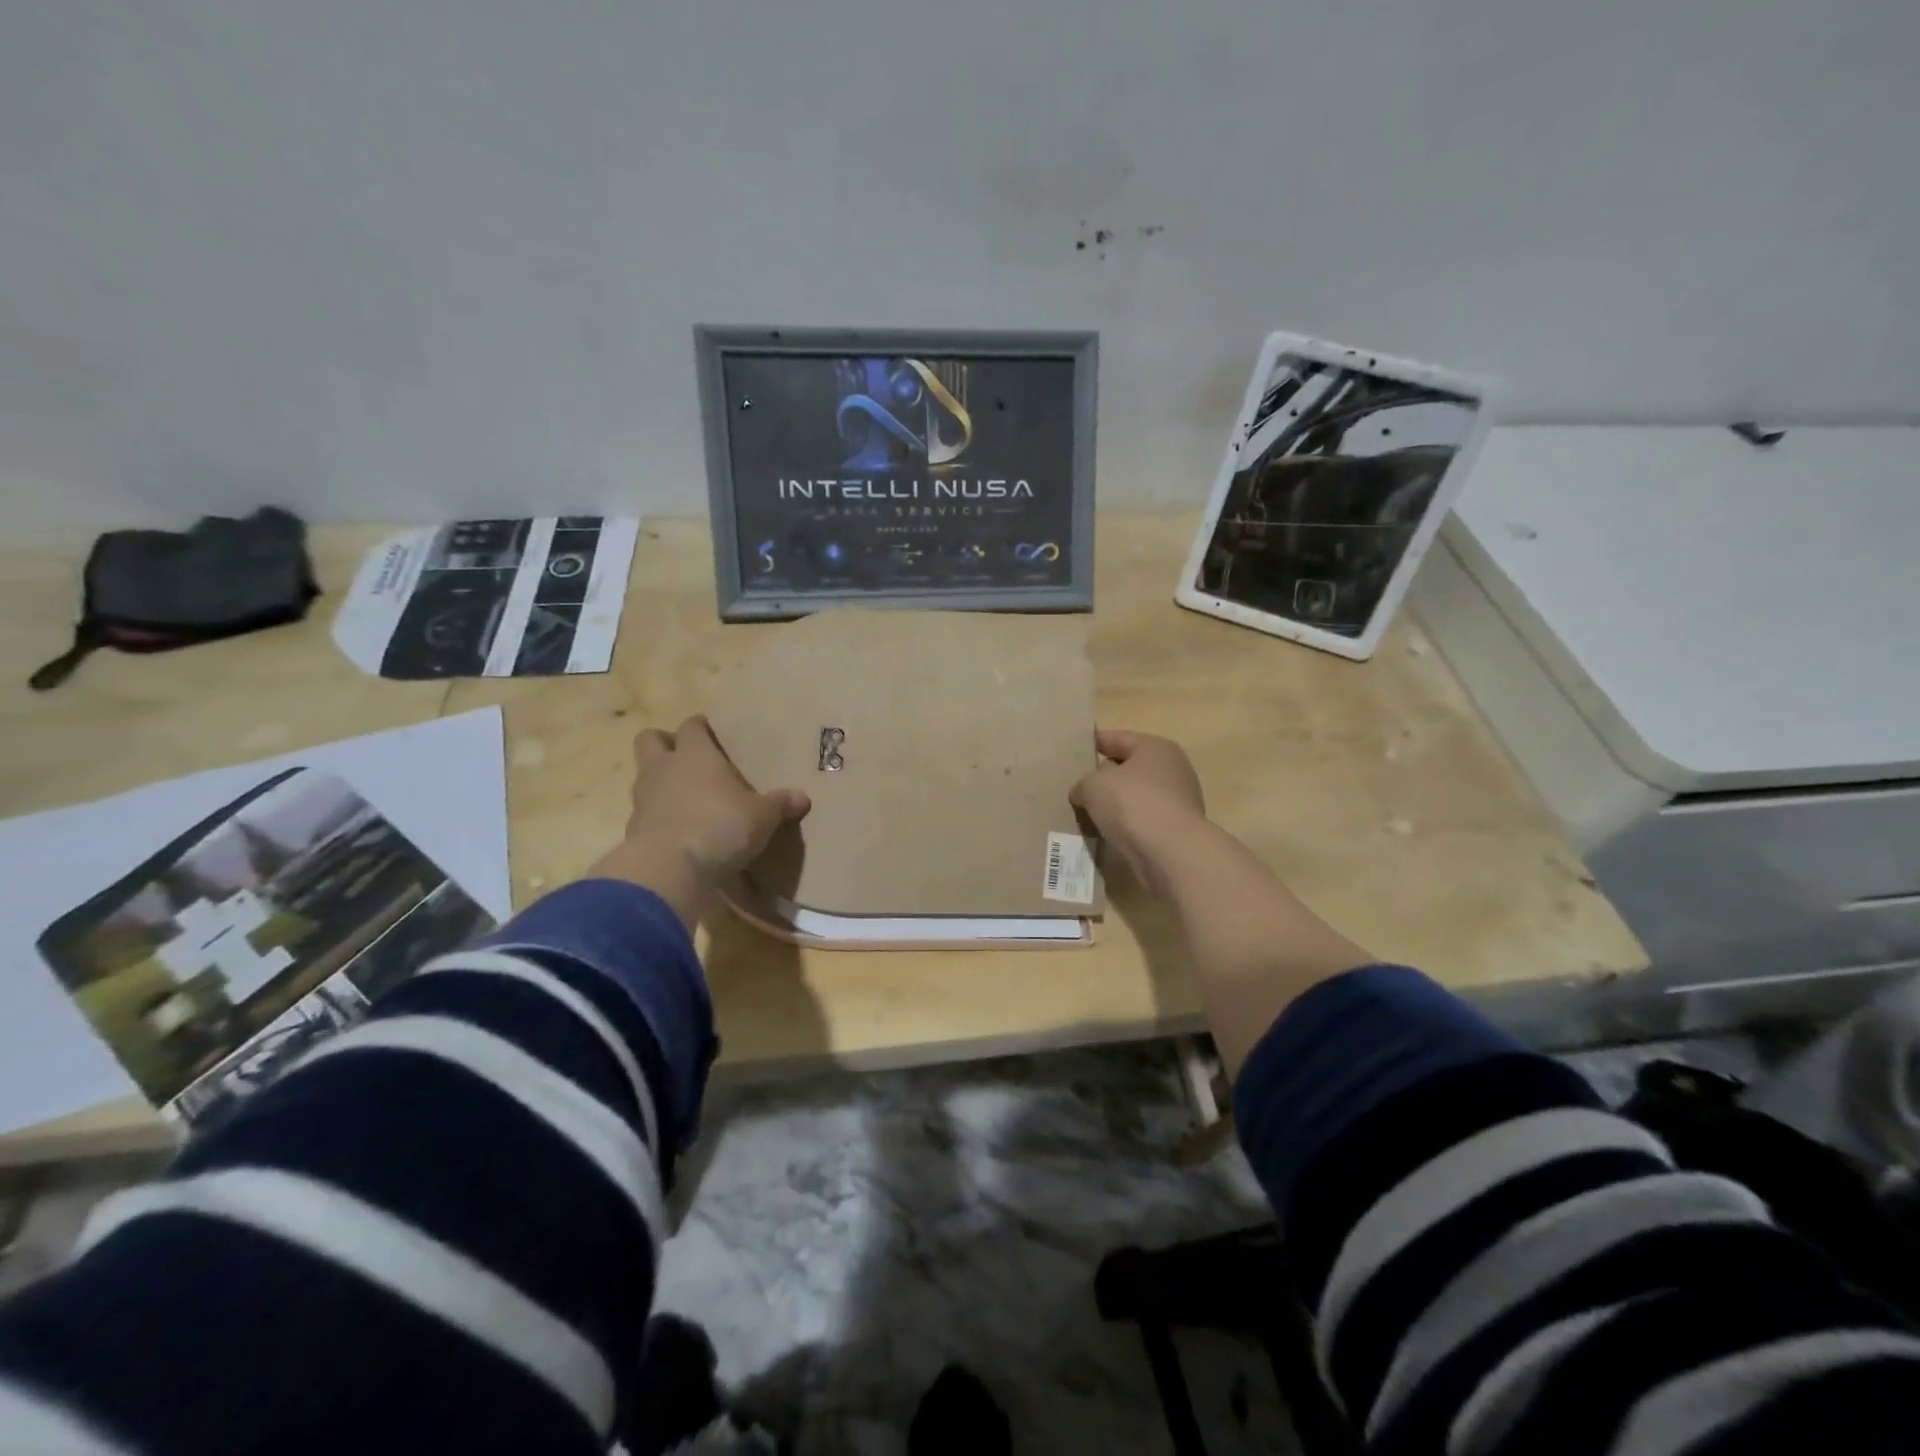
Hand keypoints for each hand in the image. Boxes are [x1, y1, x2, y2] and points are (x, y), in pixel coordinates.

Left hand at [590, 715, 809, 929]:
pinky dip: (659, 817)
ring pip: (644, 776)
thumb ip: (780, 804)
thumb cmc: (720, 827)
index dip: (701, 727)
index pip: (692, 726)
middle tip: (688, 759)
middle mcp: (664, 768)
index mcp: (695, 754)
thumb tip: (802, 798)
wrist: (669, 870)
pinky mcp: (633, 830)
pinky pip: (645, 813)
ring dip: (660, 782)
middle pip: (650, 739)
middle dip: (666, 744)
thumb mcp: (762, 817)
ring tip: (686, 798)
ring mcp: (643, 799)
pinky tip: (680, 831)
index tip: (714, 734)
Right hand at [1070, 730, 1206, 892]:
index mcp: (1156, 748)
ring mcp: (1177, 802)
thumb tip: (1084, 792)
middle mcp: (1172, 770)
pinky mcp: (1175, 831)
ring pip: (1136, 797)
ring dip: (1115, 804)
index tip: (1075, 750)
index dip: (1096, 742)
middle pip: (1130, 768)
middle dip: (1105, 776)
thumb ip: (1083, 783)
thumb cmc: (1131, 802)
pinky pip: (1142, 821)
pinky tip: (1105, 833)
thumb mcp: (1093, 785)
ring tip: (1086, 813)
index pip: (1119, 739)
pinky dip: (1125, 826)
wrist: (1169, 852)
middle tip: (1077, 785)